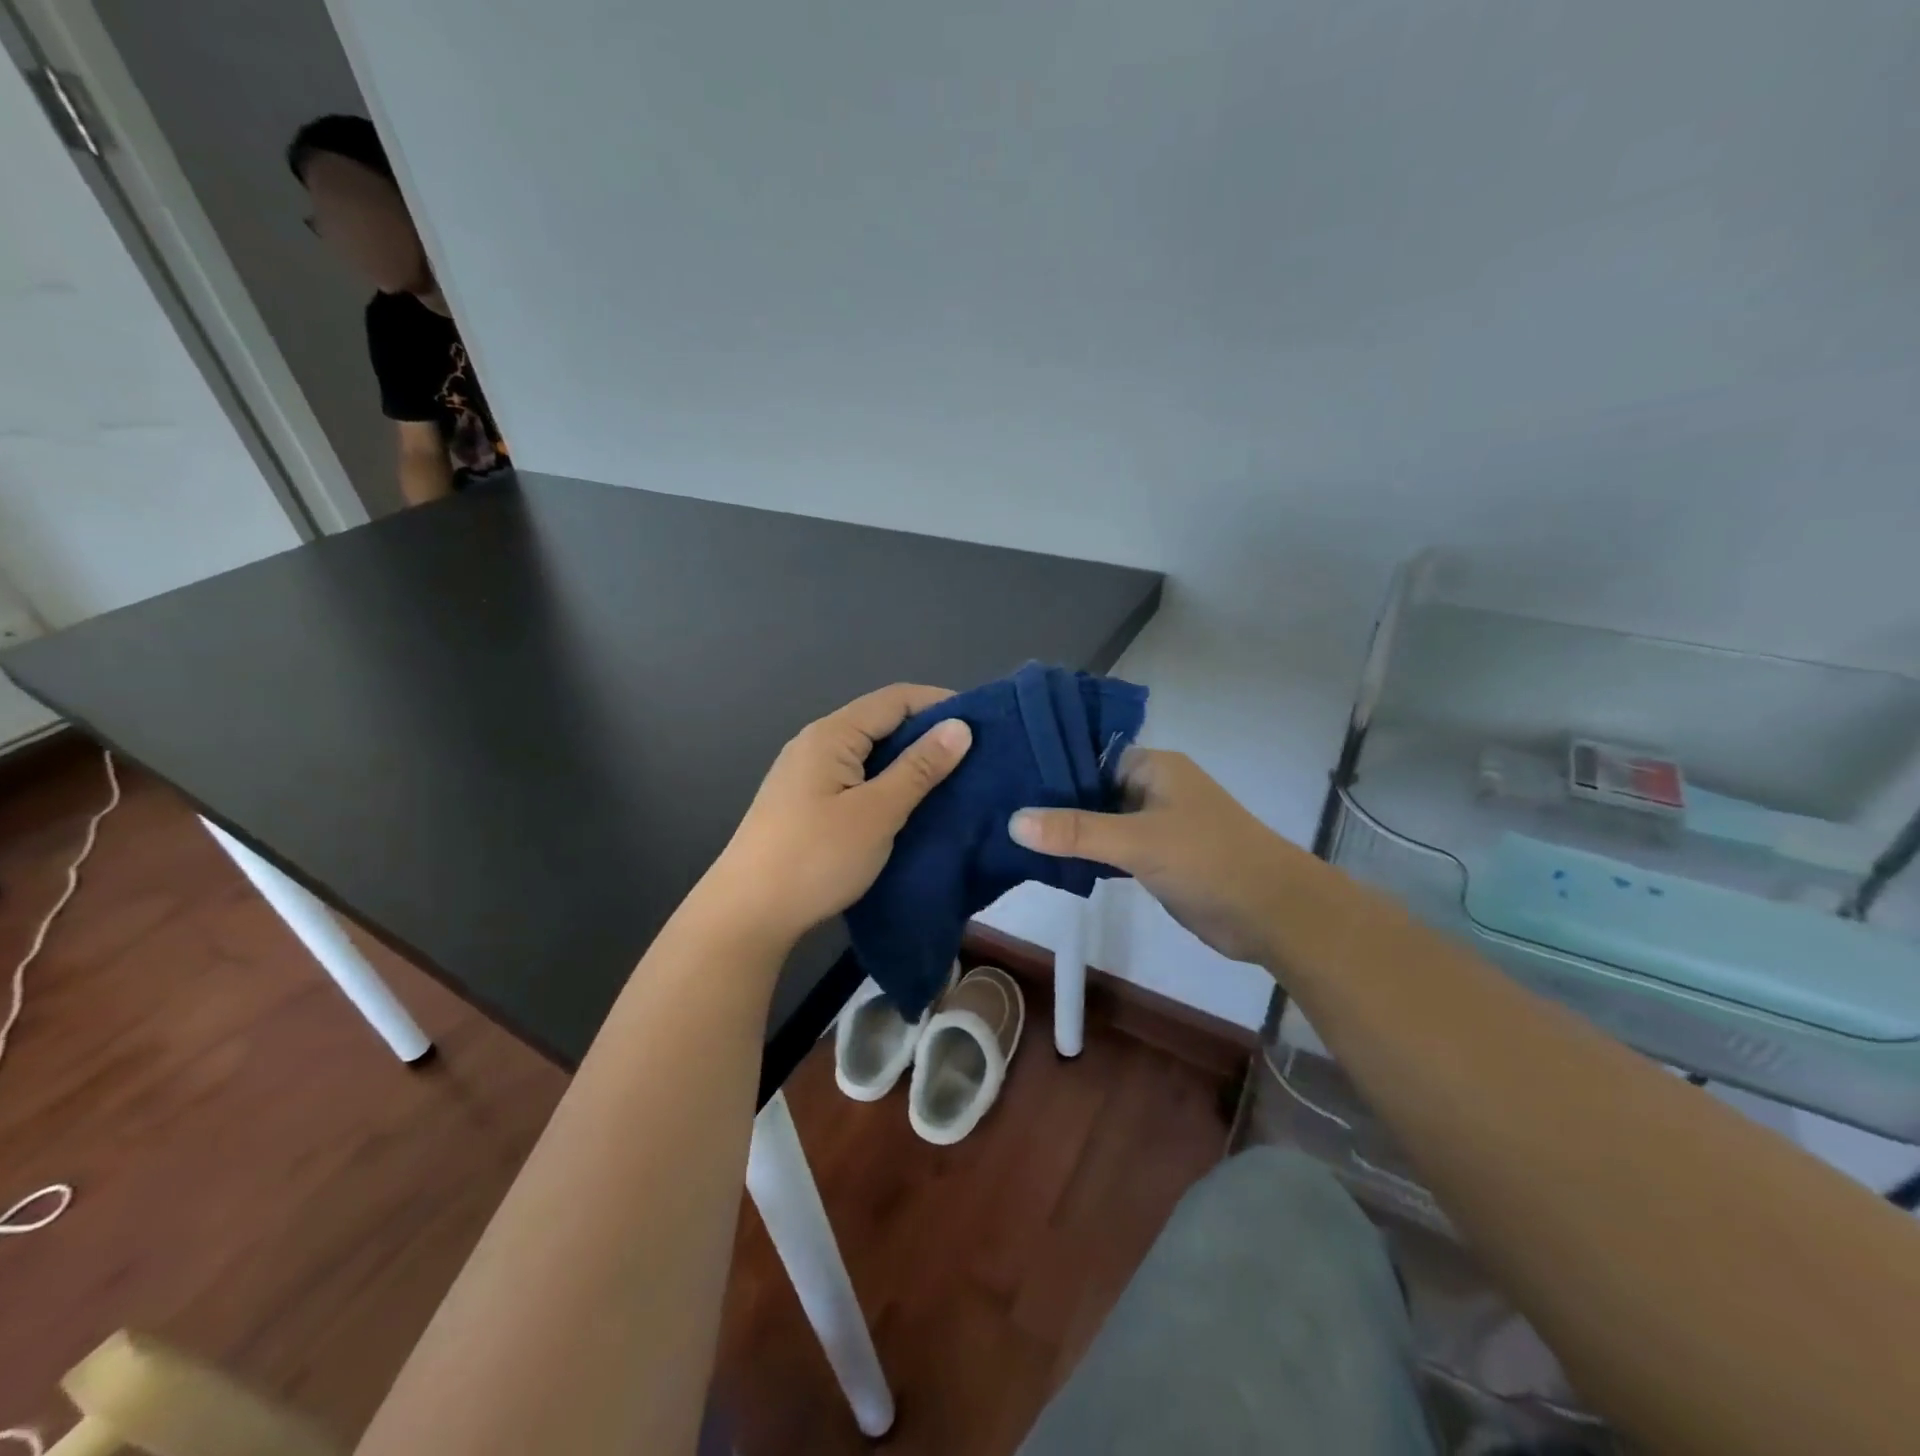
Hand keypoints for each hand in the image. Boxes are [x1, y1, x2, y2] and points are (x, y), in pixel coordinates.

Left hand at [702, 684, 972, 945]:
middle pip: (880, 722)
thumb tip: (959, 727)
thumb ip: (919, 768)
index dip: (939, 704)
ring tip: (951, 781)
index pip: (895, 699)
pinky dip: (887, 784)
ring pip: (869, 753)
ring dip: (909, 762)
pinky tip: (910, 805)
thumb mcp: (877, 812)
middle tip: (974, 758)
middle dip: (927, 734)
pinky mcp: (806, 803)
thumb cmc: (816, 857)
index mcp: (831, 735)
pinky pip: (856, 778)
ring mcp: (807, 774)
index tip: (982, 726)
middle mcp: (816, 744)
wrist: (747, 914)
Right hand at [1010, 750, 1318, 965]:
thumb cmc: (1210, 860)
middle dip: (1049, 800)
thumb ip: (1077, 831)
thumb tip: (1014, 820)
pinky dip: (1084, 853)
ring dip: (1065, 830)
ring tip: (1007, 832)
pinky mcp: (1155, 858)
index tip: (1002, 774)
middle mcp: (1151, 788)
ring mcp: (1153, 824)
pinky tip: (1045, 860)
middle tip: (994, 806)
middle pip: (1088, 788)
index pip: (1086, 753)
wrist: (1273, 914)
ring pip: (1097, 821)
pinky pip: (1109, 848)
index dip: (1046, 763)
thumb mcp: (1139, 841)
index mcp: (1152, 766)